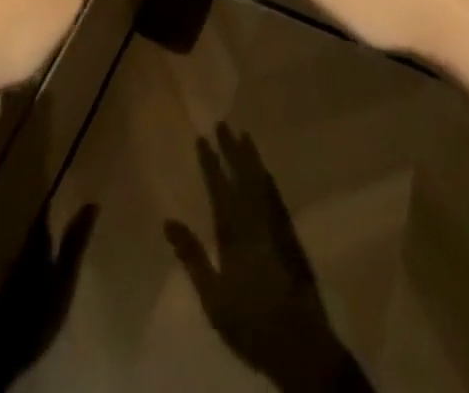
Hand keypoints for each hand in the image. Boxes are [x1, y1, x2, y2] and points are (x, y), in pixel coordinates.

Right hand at [165, 125, 372, 392]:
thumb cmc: (251, 322)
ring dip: (251, 158)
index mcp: (235, 233)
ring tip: (244, 136)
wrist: (300, 345)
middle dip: (231, 149)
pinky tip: (266, 174)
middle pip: (243, 177)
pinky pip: (276, 197)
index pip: (220, 189)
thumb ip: (192, 257)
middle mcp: (256, 221)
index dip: (210, 163)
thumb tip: (168, 221)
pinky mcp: (291, 238)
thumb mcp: (213, 297)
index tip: (202, 137)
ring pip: (261, 183)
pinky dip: (268, 180)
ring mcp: (276, 227)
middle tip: (223, 123)